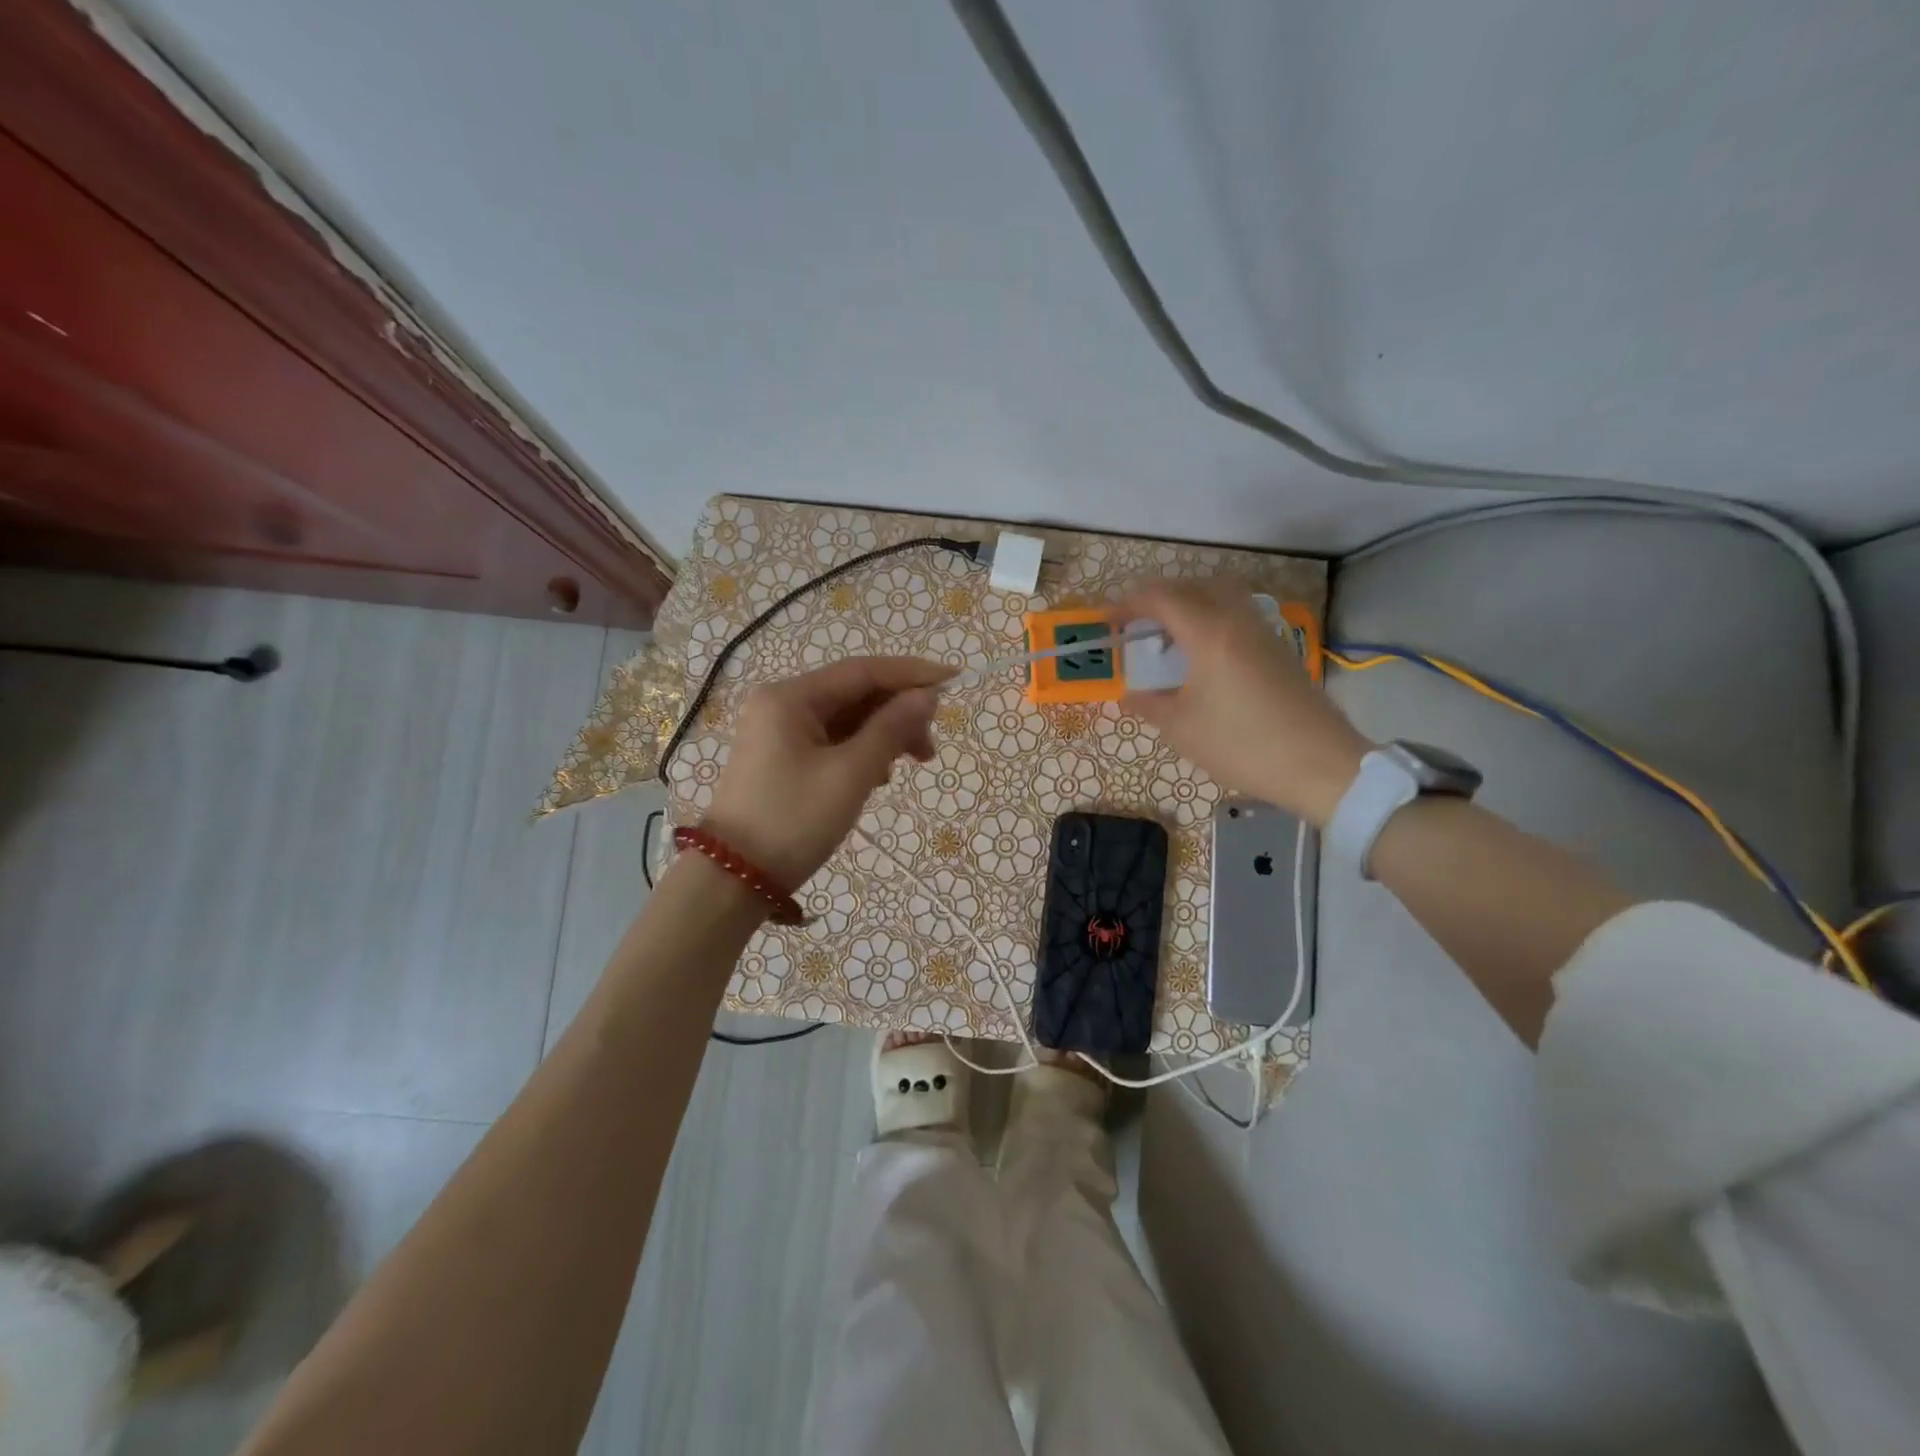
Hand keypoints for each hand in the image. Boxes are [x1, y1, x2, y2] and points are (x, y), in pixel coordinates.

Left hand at [702, 657, 951, 890]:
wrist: (732, 880)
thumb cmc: (793, 821)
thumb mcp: (850, 774)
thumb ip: (892, 729)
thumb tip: (927, 695)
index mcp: (791, 697)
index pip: (863, 671)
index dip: (912, 673)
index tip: (954, 679)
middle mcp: (781, 704)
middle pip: (854, 694)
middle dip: (897, 714)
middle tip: (929, 749)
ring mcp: (778, 732)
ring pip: (845, 720)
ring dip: (882, 736)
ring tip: (907, 766)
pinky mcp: (781, 758)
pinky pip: (831, 741)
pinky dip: (860, 752)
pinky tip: (877, 777)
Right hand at [1117, 580, 1371, 826]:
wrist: (1319, 764)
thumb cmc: (1242, 745)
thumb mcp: (1181, 728)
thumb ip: (1148, 703)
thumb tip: (1128, 693)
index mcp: (1209, 633)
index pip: (1161, 598)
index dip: (1128, 604)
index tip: (1107, 622)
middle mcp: (1237, 620)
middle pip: (1193, 586)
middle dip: (1158, 598)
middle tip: (1137, 625)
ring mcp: (1262, 632)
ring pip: (1221, 595)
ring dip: (1189, 604)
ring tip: (1169, 637)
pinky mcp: (1278, 648)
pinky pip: (1237, 615)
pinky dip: (1211, 619)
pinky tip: (1202, 655)